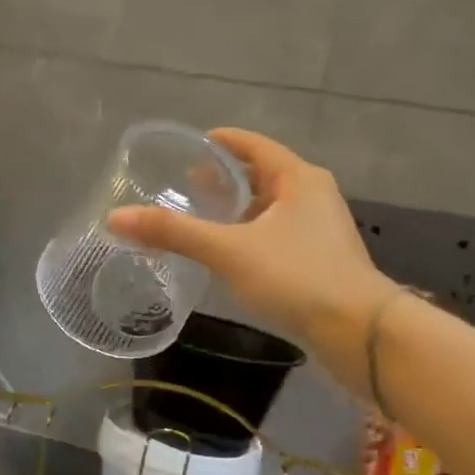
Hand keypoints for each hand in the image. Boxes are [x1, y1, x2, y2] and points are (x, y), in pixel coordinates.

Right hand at [108, 129, 396, 394]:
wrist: (359, 332)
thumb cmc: (296, 277)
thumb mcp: (228, 251)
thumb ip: (174, 233)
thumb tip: (115, 218)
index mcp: (297, 178)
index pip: (252, 145)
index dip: (218, 142)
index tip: (185, 148)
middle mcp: (313, 195)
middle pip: (261, 175)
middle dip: (223, 180)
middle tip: (184, 187)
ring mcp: (321, 230)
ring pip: (270, 209)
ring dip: (237, 211)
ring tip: (200, 220)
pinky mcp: (321, 261)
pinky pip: (277, 236)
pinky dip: (250, 236)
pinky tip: (229, 256)